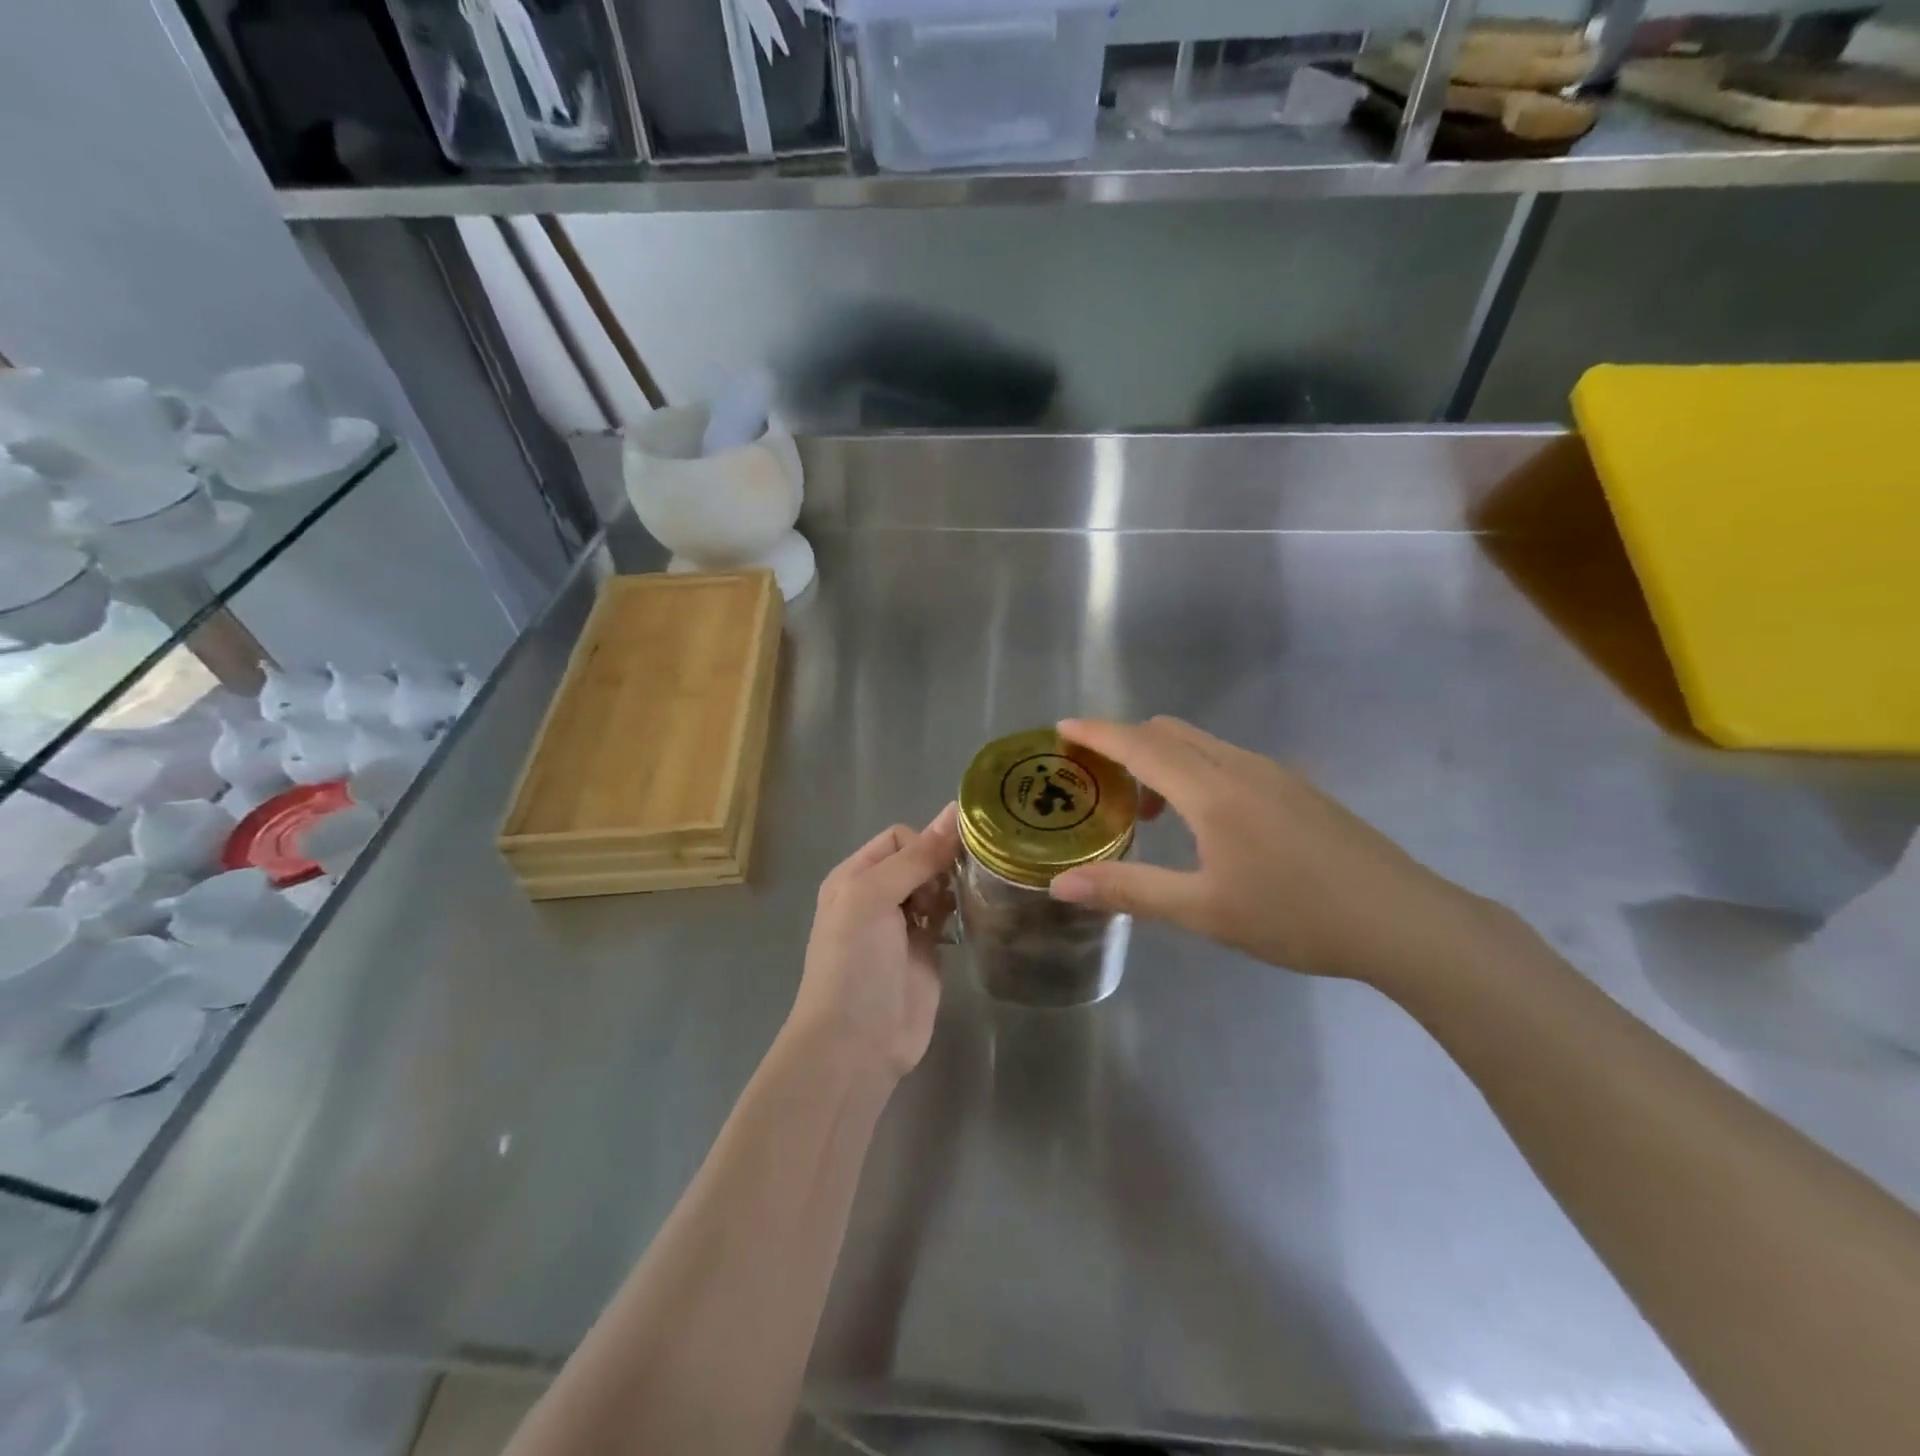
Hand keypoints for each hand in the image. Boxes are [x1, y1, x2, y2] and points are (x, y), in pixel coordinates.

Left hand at [788, 805, 959, 1082]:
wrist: (855, 1043)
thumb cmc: (855, 962)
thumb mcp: (874, 897)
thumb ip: (916, 856)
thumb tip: (955, 810)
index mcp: (855, 876)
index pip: (899, 837)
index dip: (924, 844)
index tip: (940, 868)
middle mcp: (878, 895)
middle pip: (921, 859)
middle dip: (941, 865)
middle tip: (949, 890)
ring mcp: (904, 925)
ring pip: (938, 886)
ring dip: (952, 888)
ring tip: (959, 905)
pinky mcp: (927, 952)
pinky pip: (948, 917)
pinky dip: (959, 912)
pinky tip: (968, 919)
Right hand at [1049, 717, 1503, 988]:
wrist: (1403, 921)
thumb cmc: (1296, 915)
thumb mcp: (1203, 911)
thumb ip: (1128, 890)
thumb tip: (1060, 884)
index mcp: (1212, 790)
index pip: (1139, 744)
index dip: (1096, 733)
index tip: (1061, 728)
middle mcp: (1240, 766)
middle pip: (1168, 732)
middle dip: (1125, 745)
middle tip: (1099, 784)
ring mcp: (1275, 773)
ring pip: (1201, 744)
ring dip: (1162, 760)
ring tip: (1150, 813)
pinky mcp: (1298, 787)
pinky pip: (1227, 759)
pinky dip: (1194, 771)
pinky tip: (1206, 823)